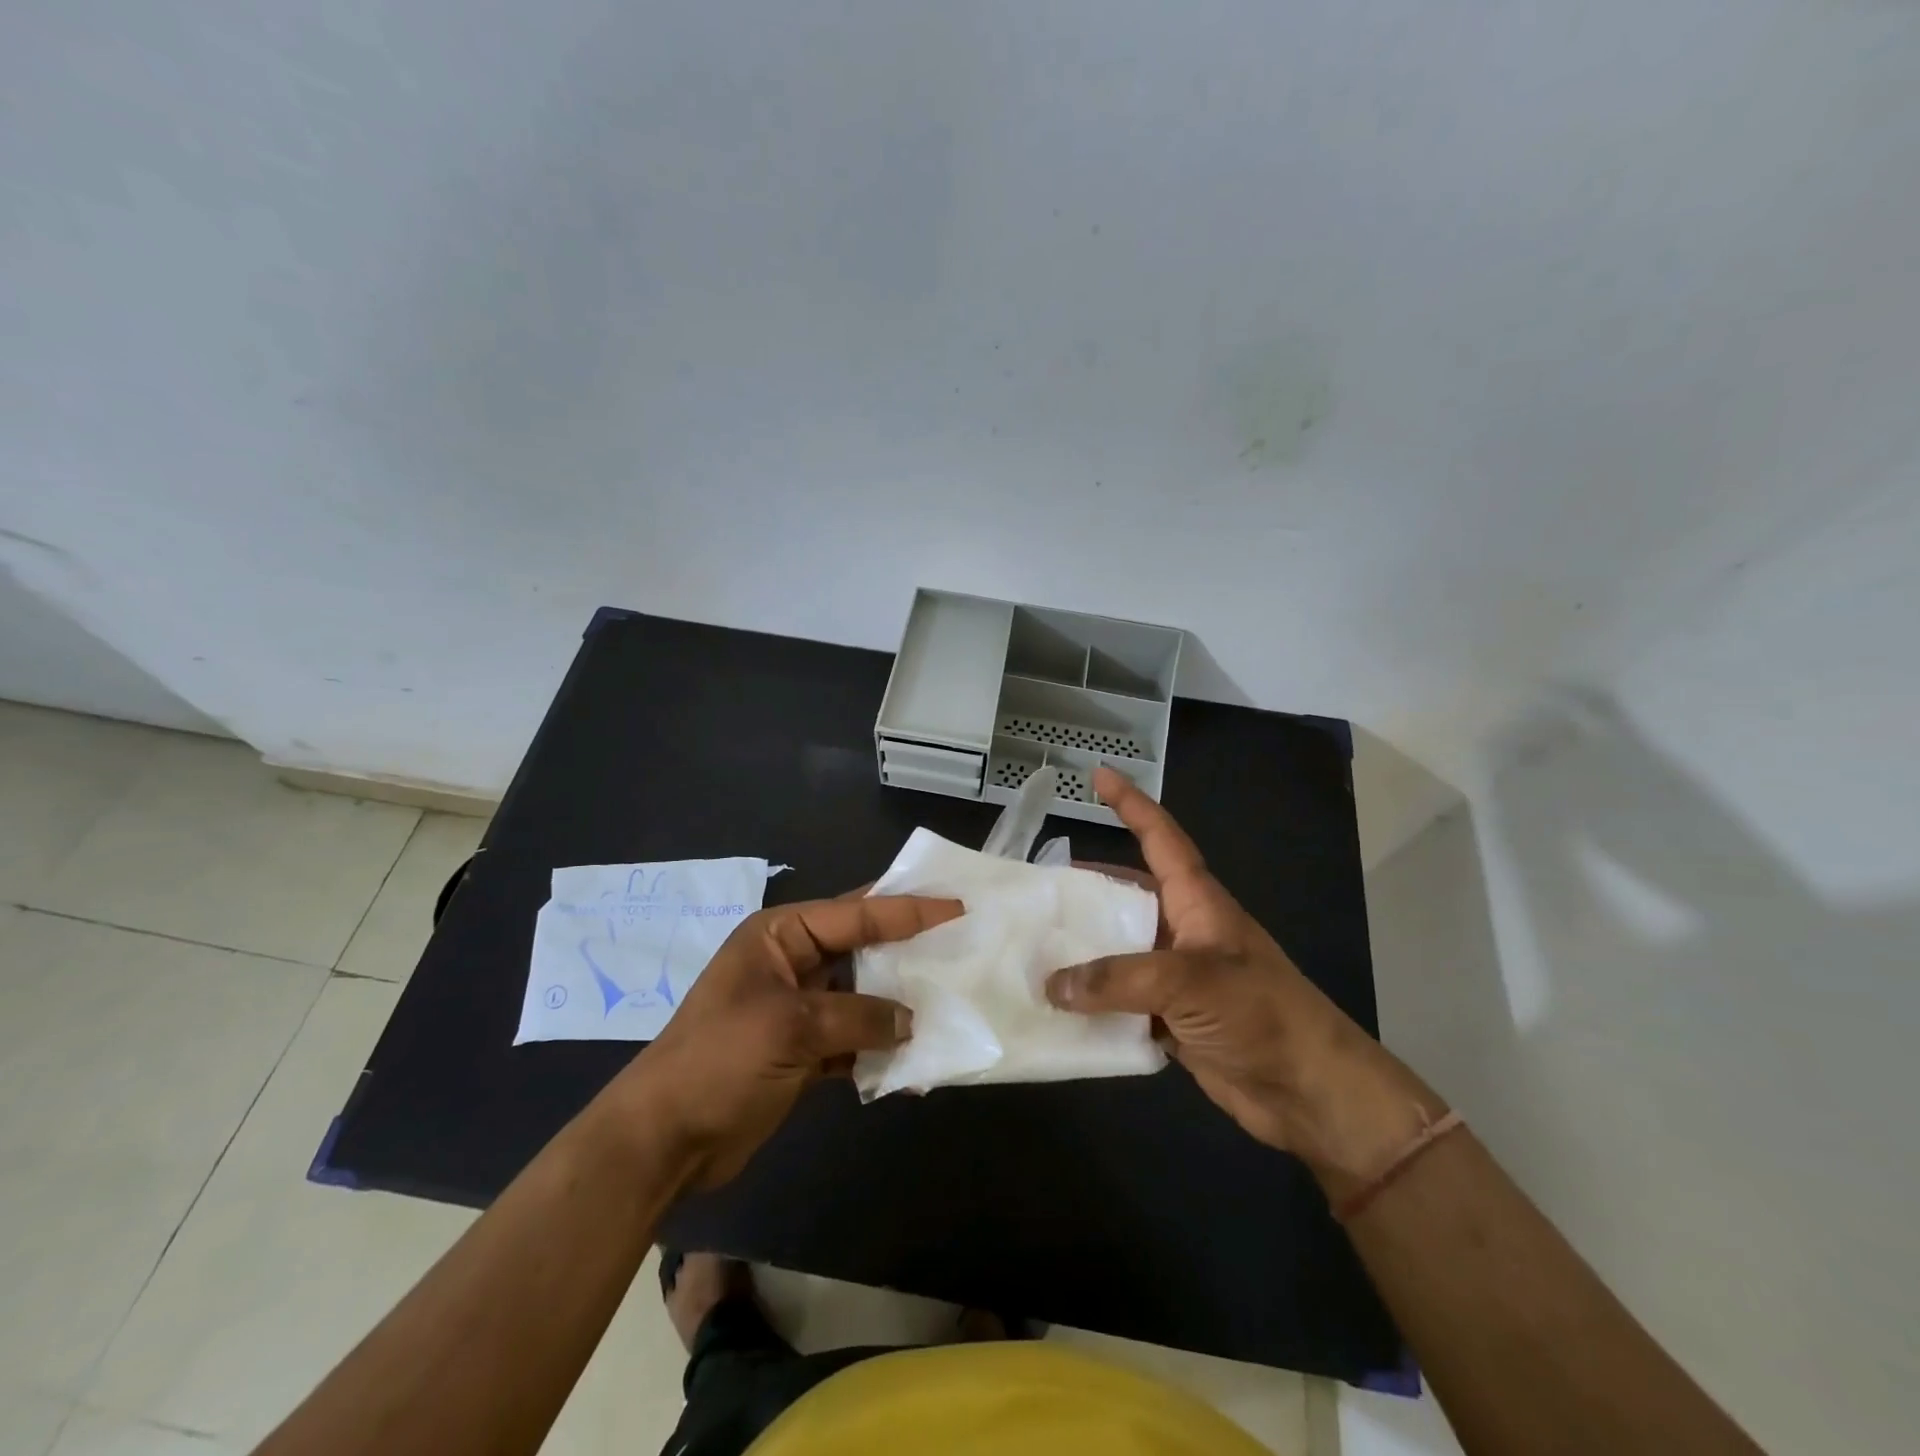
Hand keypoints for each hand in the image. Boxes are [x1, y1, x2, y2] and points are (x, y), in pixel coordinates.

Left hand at [615, 892, 960, 1187]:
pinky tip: (914, 1071)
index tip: (955, 906)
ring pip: (863, 997)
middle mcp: (792, 963)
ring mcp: (799, 1009)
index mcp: (780, 936)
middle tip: (960, 945)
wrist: (663, 1142)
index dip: (907, 909)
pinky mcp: (803, 1051)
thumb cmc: (719, 1061)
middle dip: (908, 952)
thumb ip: (859, 1016)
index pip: (855, 913)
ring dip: (899, 1007)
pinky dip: (881, 1053)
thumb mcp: (791, 1027)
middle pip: (862, 949)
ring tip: (950, 1007)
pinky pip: (855, 1041)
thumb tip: (912, 1022)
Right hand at [1048, 768, 1441, 1189]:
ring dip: (1082, 952)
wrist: (1312, 1092)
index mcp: (1196, 901)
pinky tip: (1057, 1007)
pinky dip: (1092, 1002)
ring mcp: (1176, 976)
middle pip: (1125, 896)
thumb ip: (1118, 979)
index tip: (1098, 775)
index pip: (1159, 837)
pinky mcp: (1171, 1018)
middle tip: (1033, 891)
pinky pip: (1120, 1000)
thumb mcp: (1191, 982)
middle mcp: (1182, 930)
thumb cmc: (1262, 1014)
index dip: (1131, 803)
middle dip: (1084, 889)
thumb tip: (1052, 983)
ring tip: (1032, 949)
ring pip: (1118, 951)